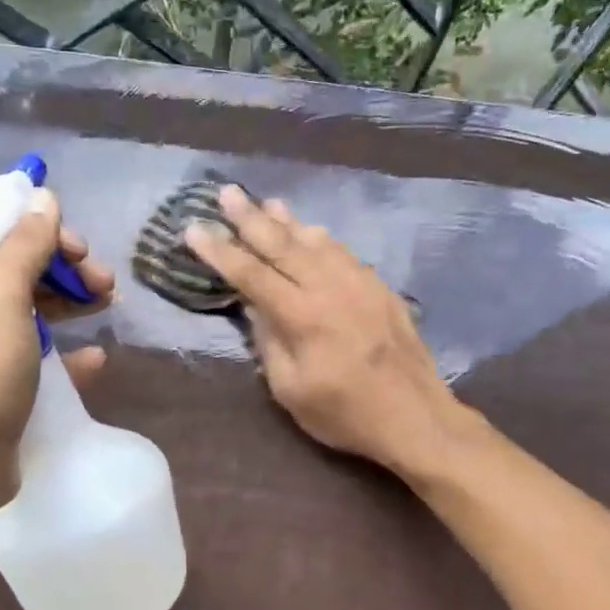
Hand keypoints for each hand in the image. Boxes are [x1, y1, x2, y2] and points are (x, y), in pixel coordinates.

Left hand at [0, 188, 112, 506]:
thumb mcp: (1, 297)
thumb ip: (24, 243)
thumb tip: (43, 196)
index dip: (45, 234)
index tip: (83, 252)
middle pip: (17, 269)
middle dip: (65, 271)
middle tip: (105, 285)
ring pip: (29, 309)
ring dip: (70, 303)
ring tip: (109, 307)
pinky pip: (34, 353)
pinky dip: (64, 350)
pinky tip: (94, 357)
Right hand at [185, 186, 462, 472]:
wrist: (416, 417)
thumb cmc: (345, 414)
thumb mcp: (291, 390)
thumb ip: (269, 343)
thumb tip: (255, 307)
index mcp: (302, 315)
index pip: (251, 274)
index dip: (220, 251)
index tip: (194, 228)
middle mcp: (330, 287)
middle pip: (282, 244)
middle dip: (250, 218)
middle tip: (227, 192)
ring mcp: (359, 283)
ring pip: (315, 241)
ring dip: (287, 221)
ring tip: (266, 202)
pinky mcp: (379, 288)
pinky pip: (343, 252)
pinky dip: (320, 238)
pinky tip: (311, 232)